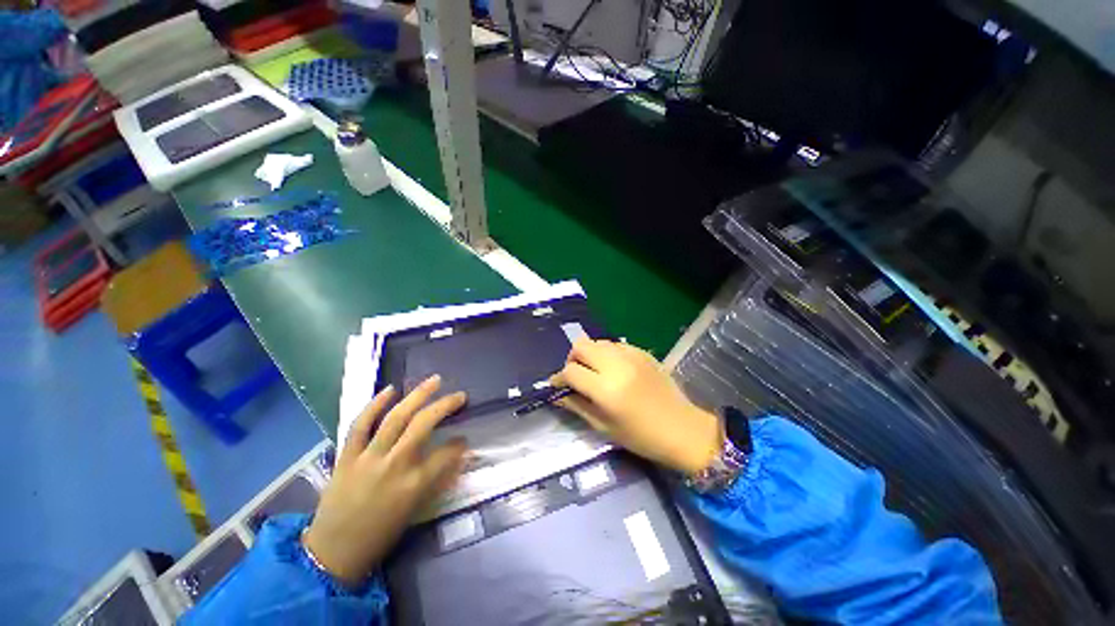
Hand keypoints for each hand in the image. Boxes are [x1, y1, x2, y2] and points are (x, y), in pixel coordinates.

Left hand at [304, 376, 467, 586]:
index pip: (445, 454)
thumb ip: (438, 479)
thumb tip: (459, 456)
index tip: (465, 438)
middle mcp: (393, 465)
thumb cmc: (380, 535)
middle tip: (459, 395)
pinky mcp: (347, 456)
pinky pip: (360, 425)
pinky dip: (374, 405)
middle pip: (423, 425)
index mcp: (413, 485)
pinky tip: (390, 390)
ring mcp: (368, 458)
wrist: (332, 553)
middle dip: (445, 406)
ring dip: (417, 395)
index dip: (459, 444)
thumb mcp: (414, 511)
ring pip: (395, 418)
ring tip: (434, 380)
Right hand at [552, 338, 721, 475]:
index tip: (557, 385)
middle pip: (581, 346)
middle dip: (573, 359)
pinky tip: (614, 369)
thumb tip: (557, 393)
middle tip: (577, 375)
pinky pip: (616, 344)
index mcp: (606, 390)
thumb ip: (577, 405)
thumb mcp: (604, 427)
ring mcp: (632, 355)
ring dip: (590, 355)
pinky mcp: (643, 352)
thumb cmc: (641, 437)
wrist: (683, 429)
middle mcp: (617, 366)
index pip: (571, 371)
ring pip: (597, 342)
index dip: (559, 378)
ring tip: (596, 372)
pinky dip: (608, 354)